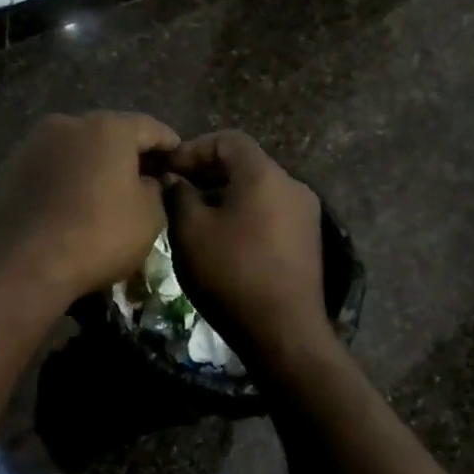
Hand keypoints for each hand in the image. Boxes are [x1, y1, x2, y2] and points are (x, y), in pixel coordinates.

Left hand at [0, 112, 180, 302]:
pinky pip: (54, 166)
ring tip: (109, 189)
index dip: (169, 144)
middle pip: (110, 133)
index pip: (150, 128)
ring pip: (78, 148)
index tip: (179, 157)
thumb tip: (151, 181)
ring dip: (96, 163)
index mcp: (109, 128)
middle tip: (147, 175)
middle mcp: (70, 123)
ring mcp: (36, 143)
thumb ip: (157, 189)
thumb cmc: (99, 235)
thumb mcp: (149, 217)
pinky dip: (69, 176)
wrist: (25, 262)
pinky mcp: (13, 166)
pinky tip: (76, 199)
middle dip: (130, 152)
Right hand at [164, 131, 334, 372]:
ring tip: (192, 216)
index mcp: (265, 175)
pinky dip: (242, 214)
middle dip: (206, 172)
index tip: (167, 170)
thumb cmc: (231, 273)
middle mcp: (292, 186)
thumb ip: (179, 195)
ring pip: (257, 190)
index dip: (193, 149)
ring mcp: (304, 214)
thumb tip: (175, 179)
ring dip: (223, 195)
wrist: (284, 332)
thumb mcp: (190, 231)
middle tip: (174, 190)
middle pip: (245, 163)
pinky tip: (220, 238)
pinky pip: (269, 212)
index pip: (227, 140)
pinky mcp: (307, 241)